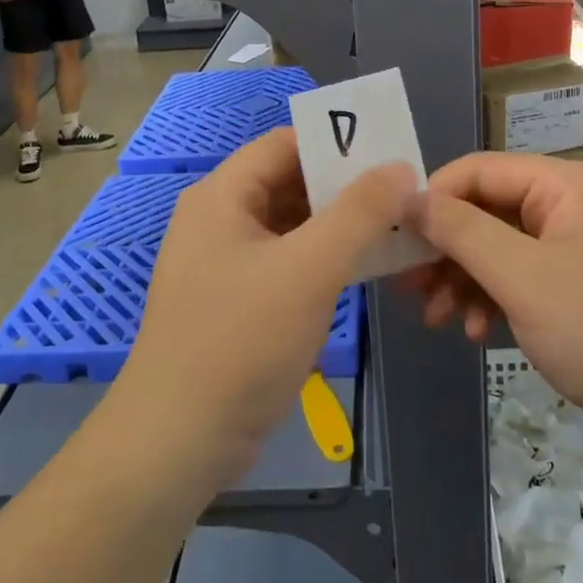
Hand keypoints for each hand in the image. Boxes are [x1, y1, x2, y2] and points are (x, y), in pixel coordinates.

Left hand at [114, 128, 413, 486]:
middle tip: (403, 196)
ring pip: (292, 226)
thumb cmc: (241, 341)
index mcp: (222, 196)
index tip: (391, 155)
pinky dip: (324, 260)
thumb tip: (399, 168)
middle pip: (290, 183)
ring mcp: (226, 263)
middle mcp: (220, 220)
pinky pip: (287, 262)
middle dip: (345, 188)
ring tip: (396, 229)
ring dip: (339, 226)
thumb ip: (359, 213)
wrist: (179, 440)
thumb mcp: (309, 269)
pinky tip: (364, 269)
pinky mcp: (237, 301)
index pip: (285, 144)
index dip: (338, 143)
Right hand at [407, 152, 582, 469]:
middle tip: (406, 287)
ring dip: (462, 280)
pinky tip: (476, 332)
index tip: (394, 241)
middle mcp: (565, 206)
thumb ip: (462, 232)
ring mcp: (572, 249)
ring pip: (496, 249)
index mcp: (561, 185)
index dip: (431, 200)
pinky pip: (518, 280)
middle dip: (444, 249)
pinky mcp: (575, 289)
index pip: (476, 171)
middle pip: (484, 211)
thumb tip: (409, 196)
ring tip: (437, 320)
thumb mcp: (524, 278)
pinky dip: (491, 300)